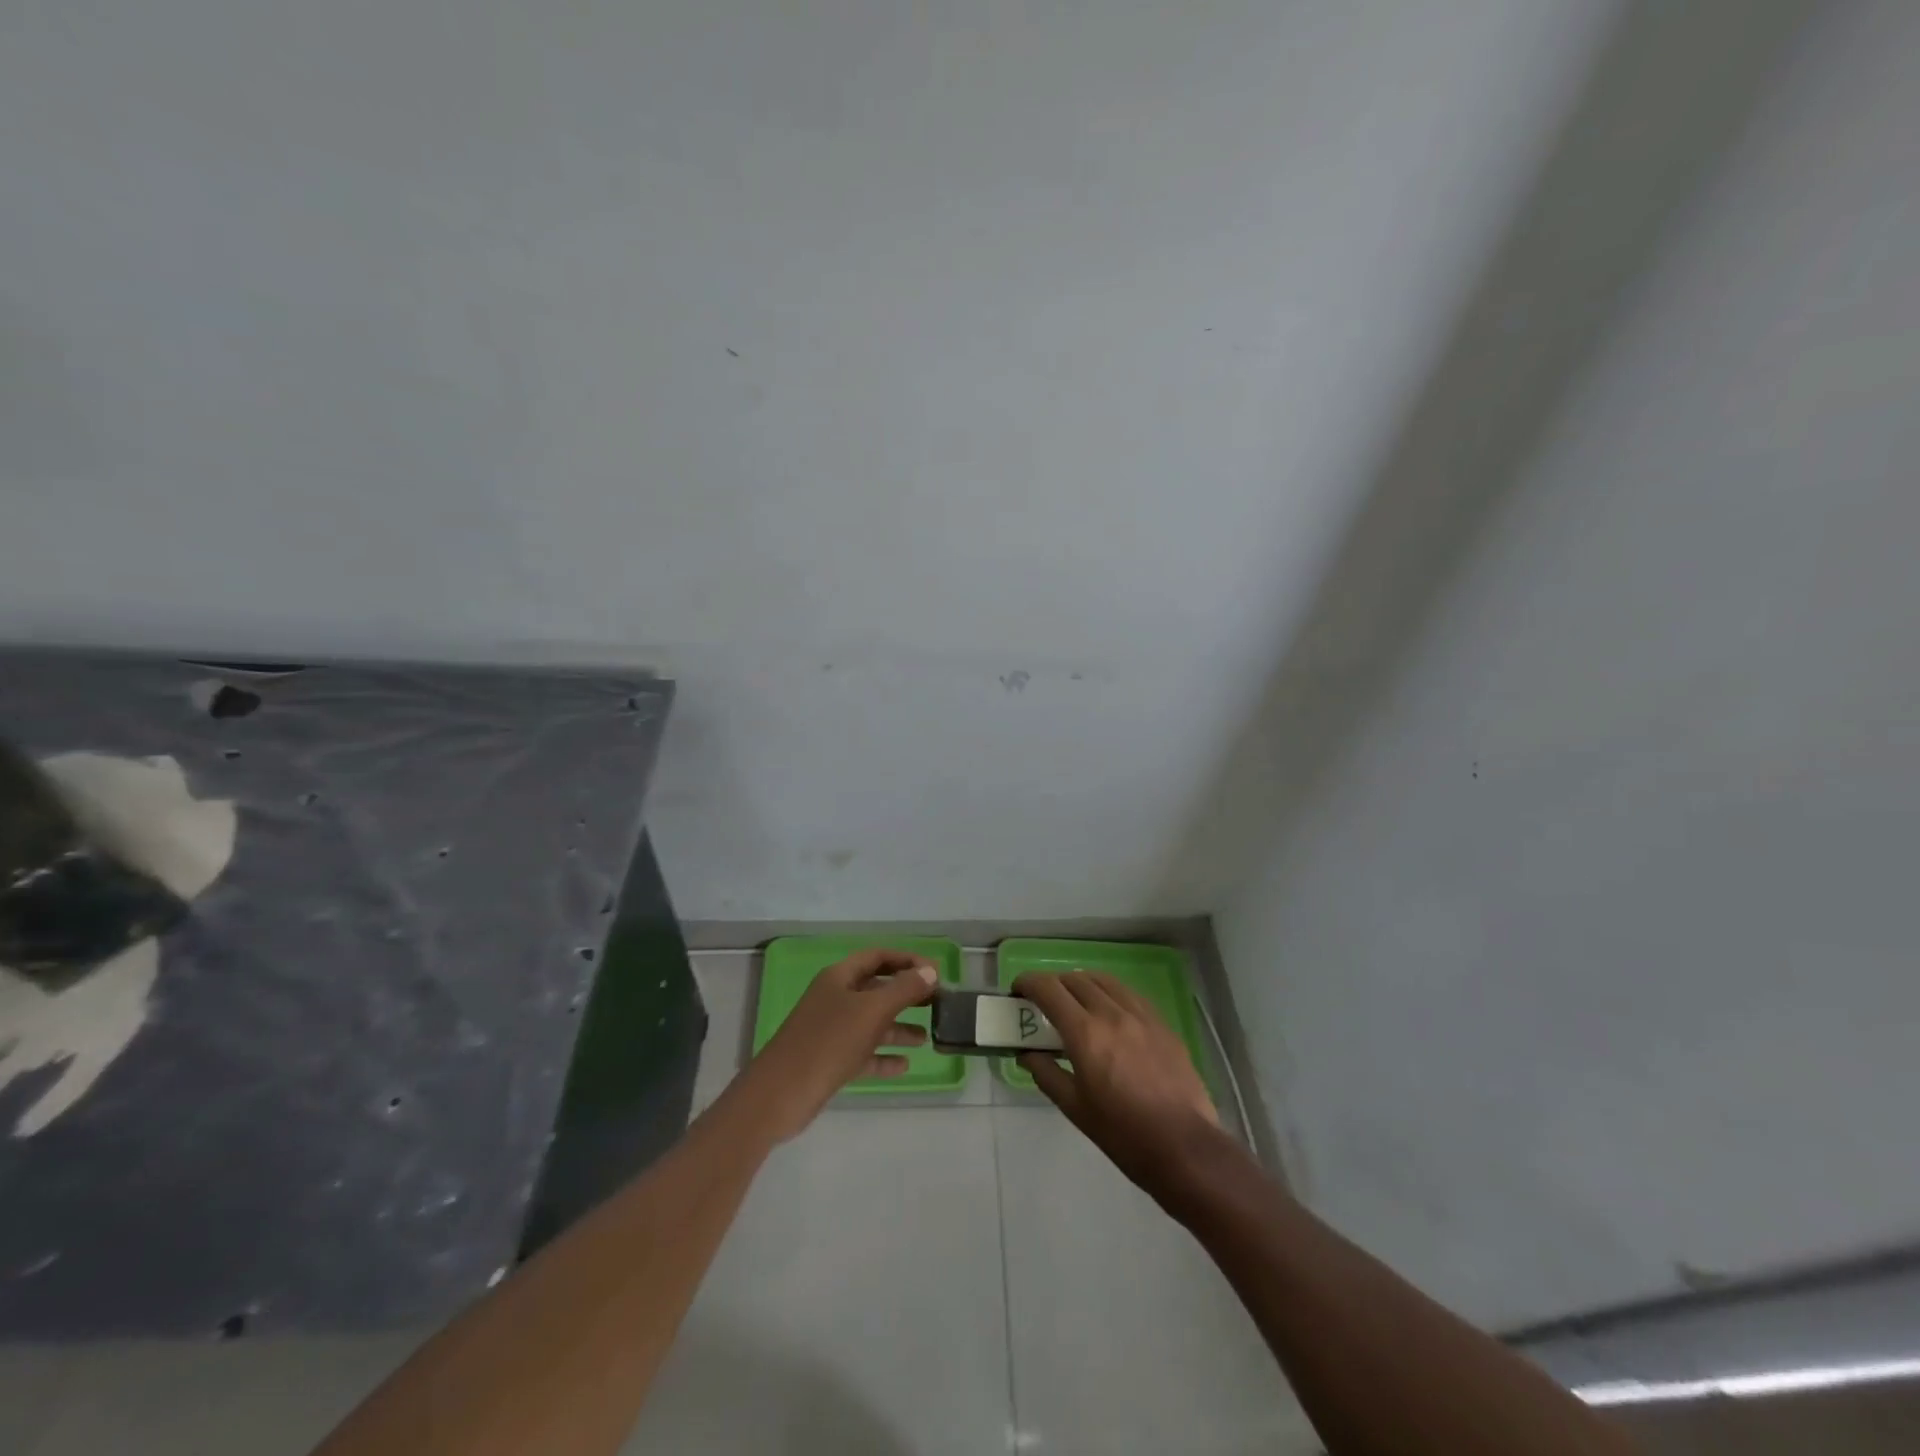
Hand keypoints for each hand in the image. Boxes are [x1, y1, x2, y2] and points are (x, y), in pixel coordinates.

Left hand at [737, 949, 937, 1140]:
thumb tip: (931, 972)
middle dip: (906, 994)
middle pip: (876, 989)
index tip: (936, 973)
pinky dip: (883, 1056)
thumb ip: (903, 990)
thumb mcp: (870, 1012)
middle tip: (937, 1003)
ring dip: (898, 1027)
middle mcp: (835, 998)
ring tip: (927, 1037)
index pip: (878, 957)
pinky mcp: (830, 1060)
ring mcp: (831, 1030)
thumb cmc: (828, 1042)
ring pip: (871, 1022)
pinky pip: (864, 1052)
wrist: (780, 1095)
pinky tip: (905, 1065)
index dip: (907, 960)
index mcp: (839, 977)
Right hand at [1015, 970, 1223, 1203]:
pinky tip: (1109, 1011)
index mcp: (1085, 1033)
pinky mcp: (1161, 1023)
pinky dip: (1110, 993)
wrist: (1184, 1146)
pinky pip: (1129, 994)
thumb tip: (1026, 1054)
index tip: (1018, 991)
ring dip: (1082, 984)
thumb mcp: (1075, 1108)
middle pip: (1075, 979)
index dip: (1028, 983)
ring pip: (1104, 980)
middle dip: (1053, 984)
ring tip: (1075, 1002)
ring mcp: (1140, 1015)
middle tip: (1044, 1002)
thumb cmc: (1122, 1133)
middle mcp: (1111, 1013)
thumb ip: (1046, 1074)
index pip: (1049, 989)